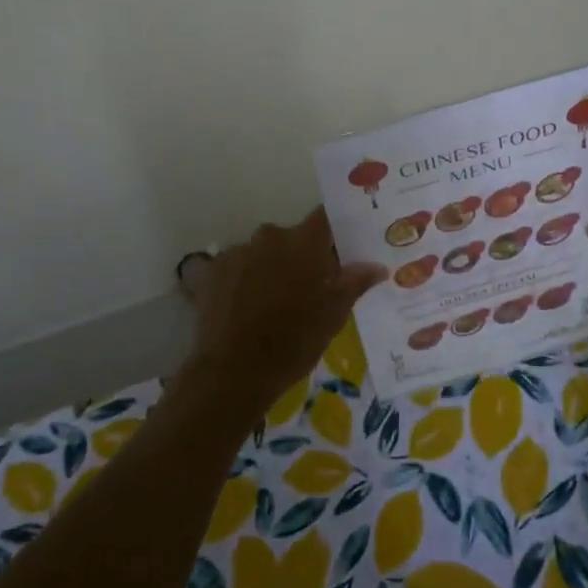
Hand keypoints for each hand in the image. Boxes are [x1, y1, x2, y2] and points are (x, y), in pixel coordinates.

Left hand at [180, 208, 386, 419]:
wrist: (234, 371)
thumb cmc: (294, 341)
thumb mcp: (333, 315)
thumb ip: (354, 283)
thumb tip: (376, 266)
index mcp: (303, 242)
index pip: (324, 217)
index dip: (334, 228)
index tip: (342, 244)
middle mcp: (269, 236)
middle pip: (291, 238)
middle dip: (300, 256)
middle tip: (309, 286)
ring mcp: (237, 252)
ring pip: (262, 253)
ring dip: (270, 268)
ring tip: (272, 303)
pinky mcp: (211, 271)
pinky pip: (235, 267)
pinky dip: (242, 281)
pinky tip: (244, 308)